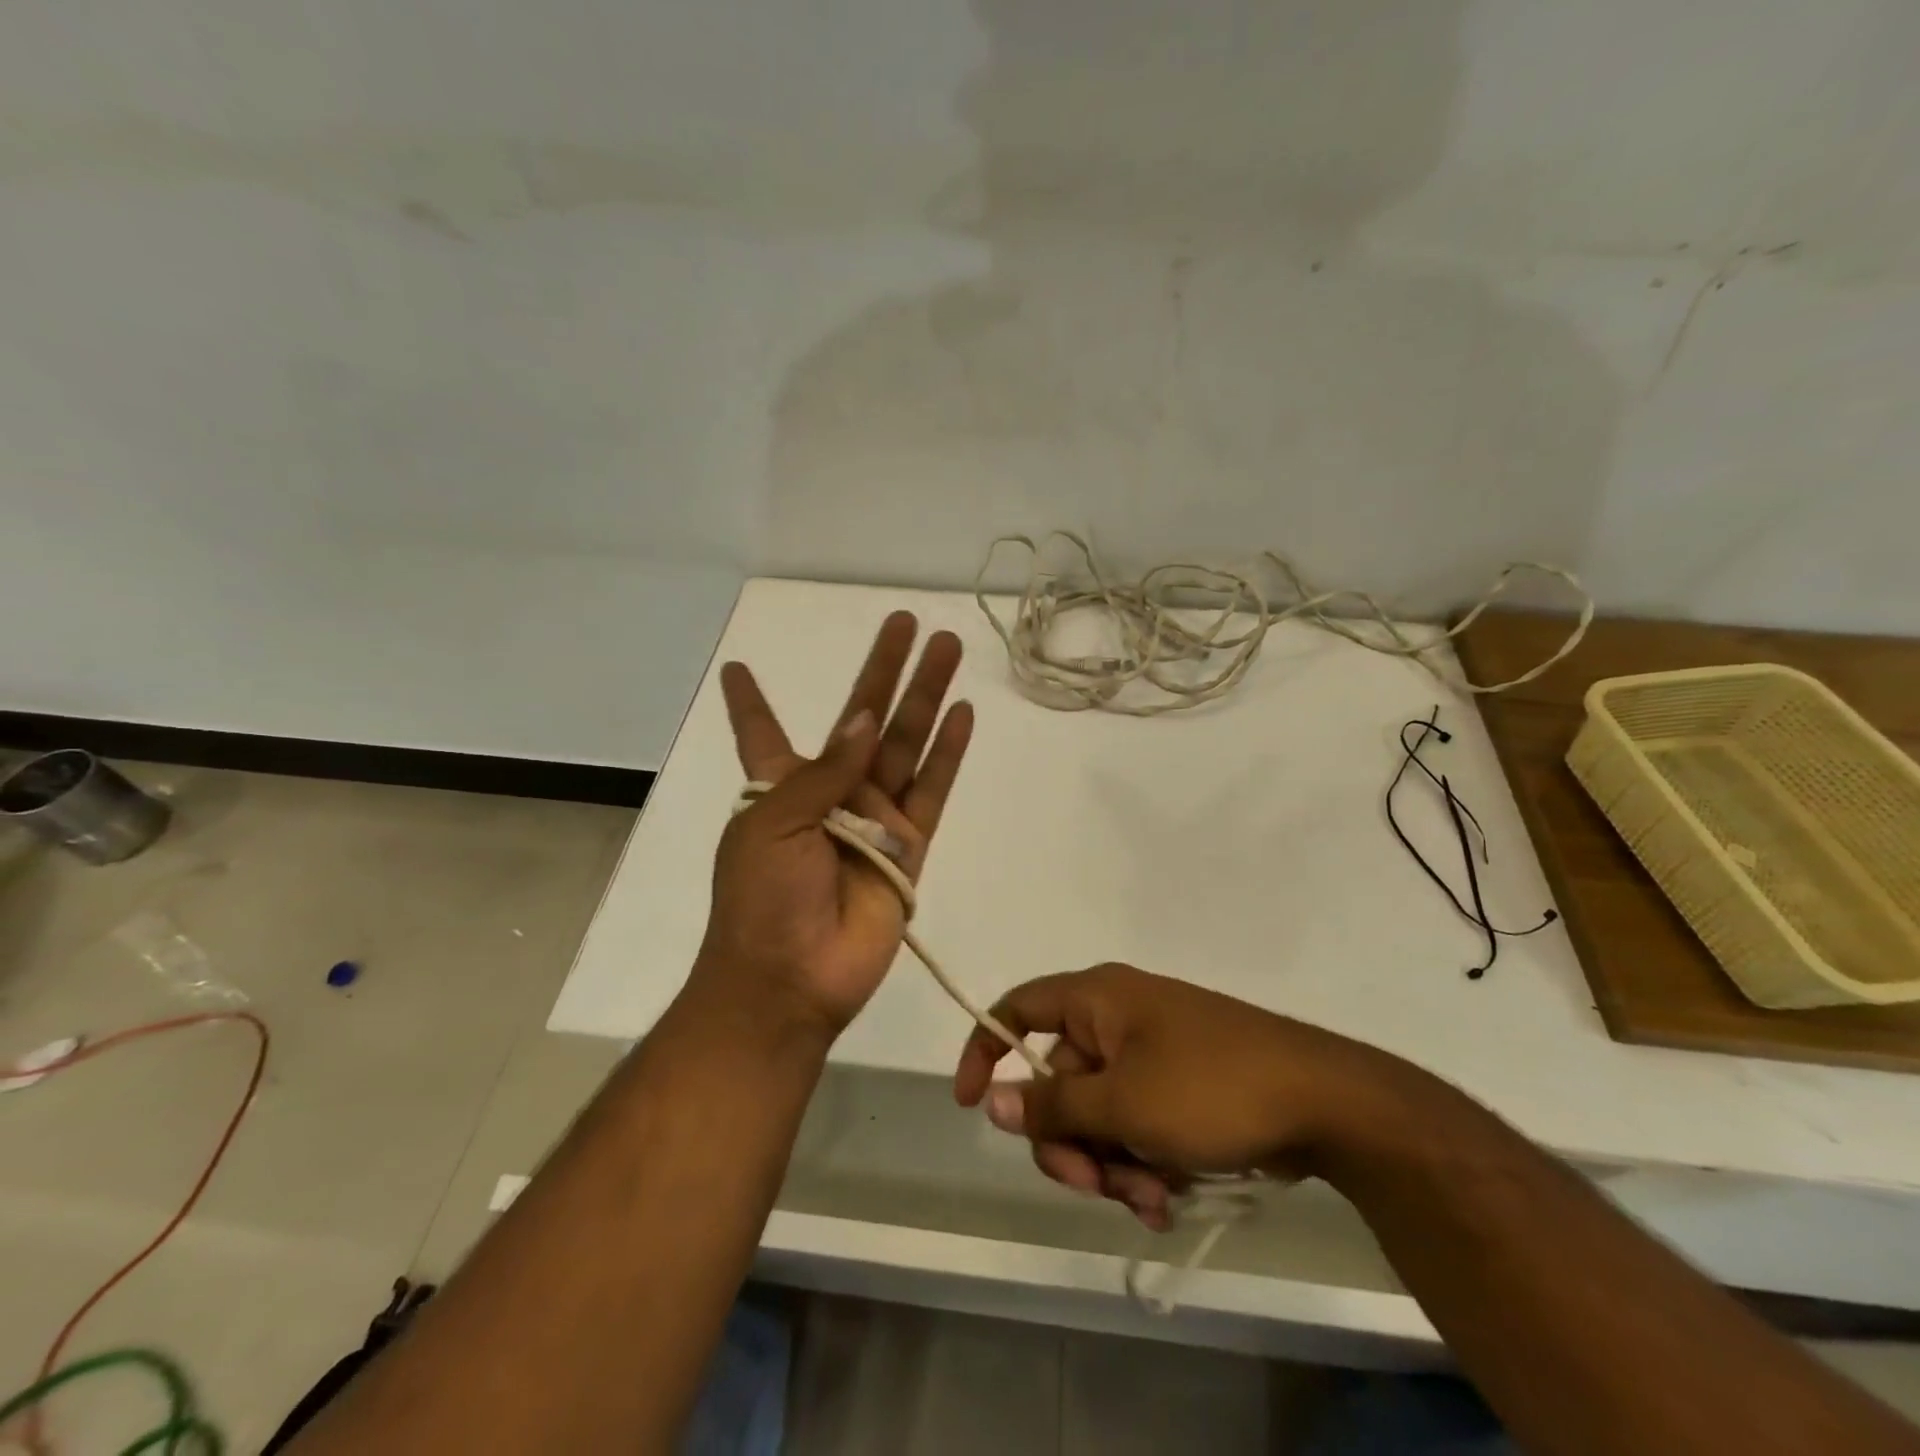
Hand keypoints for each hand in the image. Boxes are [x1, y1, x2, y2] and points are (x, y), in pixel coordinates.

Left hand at [698, 612, 973, 1038]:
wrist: (792, 979)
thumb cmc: (762, 898)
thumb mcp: (774, 822)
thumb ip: (824, 770)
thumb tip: (865, 717)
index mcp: (779, 785)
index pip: (762, 731)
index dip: (751, 701)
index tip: (736, 667)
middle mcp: (830, 793)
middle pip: (862, 718)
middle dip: (884, 670)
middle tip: (907, 621)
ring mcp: (874, 817)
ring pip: (906, 744)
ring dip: (926, 696)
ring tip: (947, 647)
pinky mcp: (909, 848)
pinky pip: (932, 790)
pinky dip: (947, 753)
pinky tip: (962, 714)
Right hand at [953, 964, 1408, 1229]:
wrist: (1325, 1100)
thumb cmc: (1211, 1089)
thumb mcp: (1124, 1104)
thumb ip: (1053, 1105)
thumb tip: (994, 1100)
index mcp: (1096, 999)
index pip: (1018, 1008)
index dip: (985, 1049)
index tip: (972, 1105)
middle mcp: (1117, 1017)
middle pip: (1058, 1079)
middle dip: (1071, 1142)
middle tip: (1099, 1186)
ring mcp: (1151, 1051)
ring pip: (1099, 1112)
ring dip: (1112, 1163)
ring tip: (1152, 1198)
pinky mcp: (1181, 1083)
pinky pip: (1136, 1121)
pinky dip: (1143, 1160)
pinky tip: (1171, 1197)